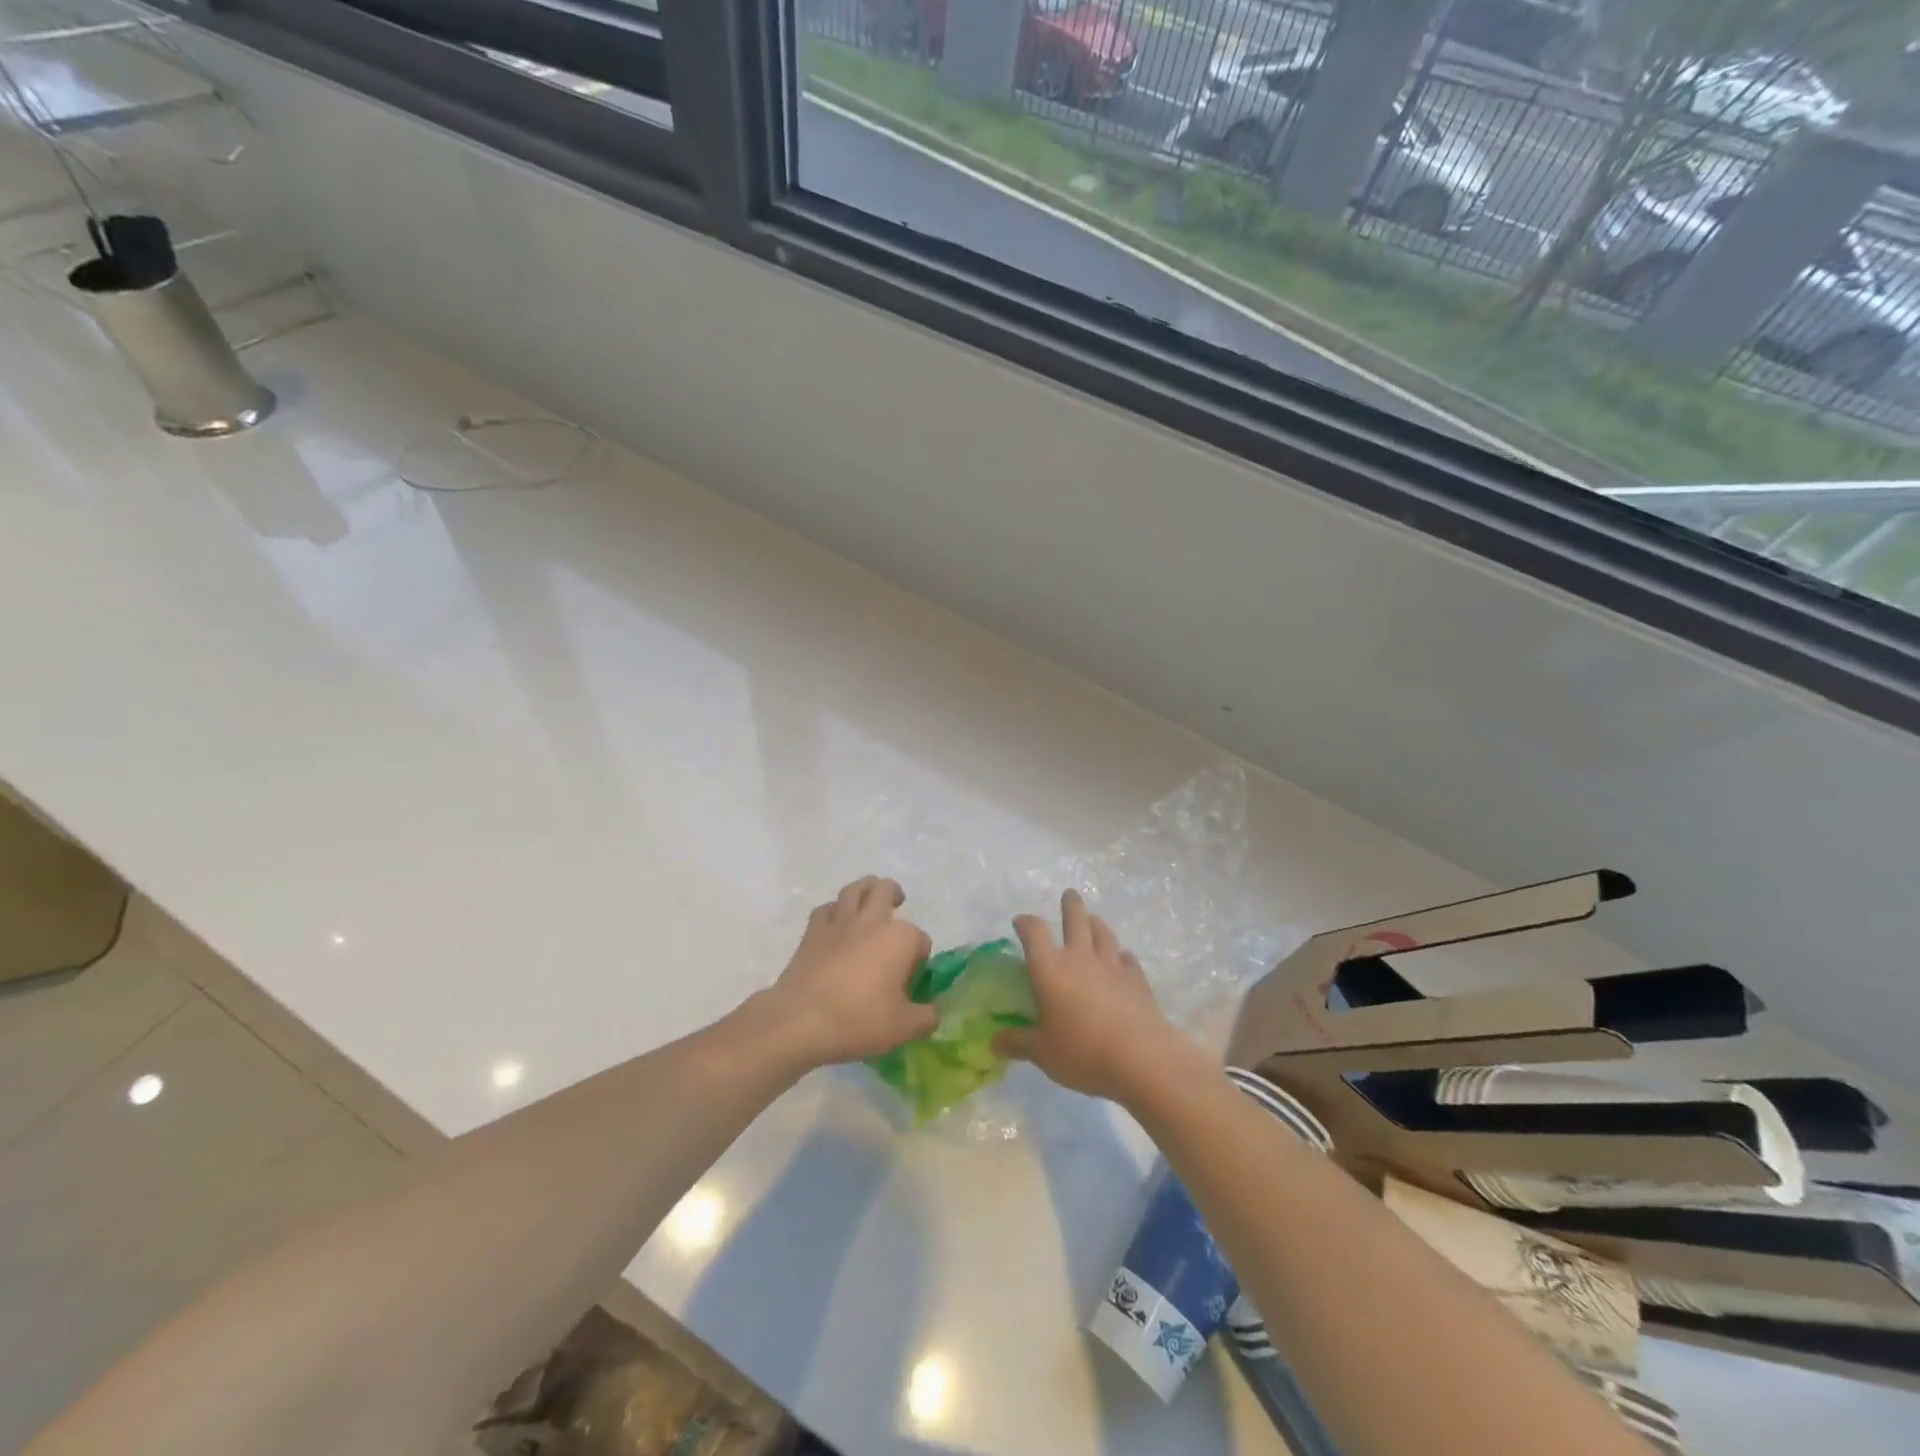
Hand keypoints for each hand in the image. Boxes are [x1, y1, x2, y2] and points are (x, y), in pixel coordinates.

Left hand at [762, 876, 936, 1067]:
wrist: (801, 1020)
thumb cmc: (859, 1020)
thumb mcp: (904, 1028)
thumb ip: (926, 1017)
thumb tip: (931, 1011)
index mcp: (901, 938)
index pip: (921, 941)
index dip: (919, 959)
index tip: (911, 981)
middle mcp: (873, 920)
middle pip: (886, 890)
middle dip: (894, 895)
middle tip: (896, 906)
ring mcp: (840, 922)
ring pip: (855, 888)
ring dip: (865, 890)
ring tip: (869, 902)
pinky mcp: (813, 931)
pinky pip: (827, 908)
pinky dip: (835, 911)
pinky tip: (836, 925)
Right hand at [996, 890, 1187, 1104]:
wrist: (1141, 1058)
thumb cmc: (1082, 1052)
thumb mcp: (1043, 1053)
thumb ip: (1018, 1043)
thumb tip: (995, 1041)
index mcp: (1050, 968)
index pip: (1034, 932)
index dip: (1026, 923)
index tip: (1021, 922)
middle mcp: (1080, 957)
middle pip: (1076, 919)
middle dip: (1070, 905)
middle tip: (1069, 895)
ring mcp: (1112, 965)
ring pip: (1103, 933)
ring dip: (1096, 923)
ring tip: (1093, 920)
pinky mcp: (1137, 978)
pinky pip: (1127, 958)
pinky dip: (1120, 956)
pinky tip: (1121, 960)